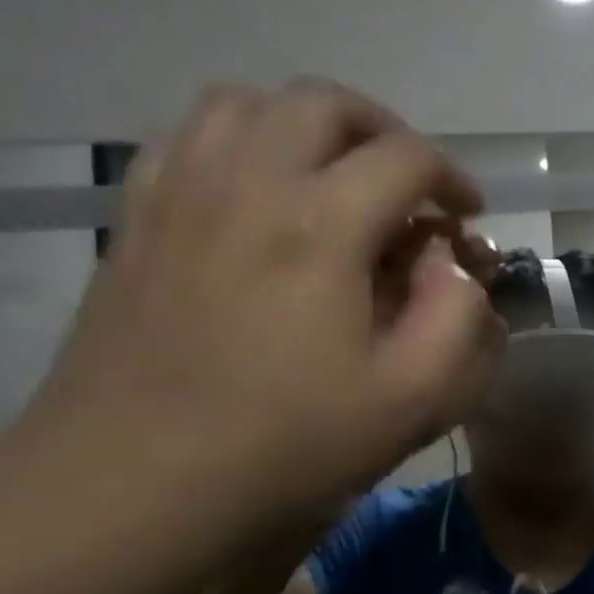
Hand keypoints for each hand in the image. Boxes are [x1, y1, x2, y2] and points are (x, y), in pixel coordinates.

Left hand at [14, 79, 504, 593]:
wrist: (127, 490)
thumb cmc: (285, 446)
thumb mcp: (415, 397)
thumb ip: (461, 318)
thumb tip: (454, 266)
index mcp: (321, 225)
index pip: (408, 157)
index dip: (453, 180)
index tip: (467, 217)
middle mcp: (247, 182)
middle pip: (324, 102)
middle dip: (385, 132)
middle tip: (408, 186)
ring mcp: (179, 193)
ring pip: (247, 103)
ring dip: (309, 127)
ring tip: (336, 179)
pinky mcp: (136, 220)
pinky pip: (189, 140)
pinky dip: (241, 144)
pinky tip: (260, 199)